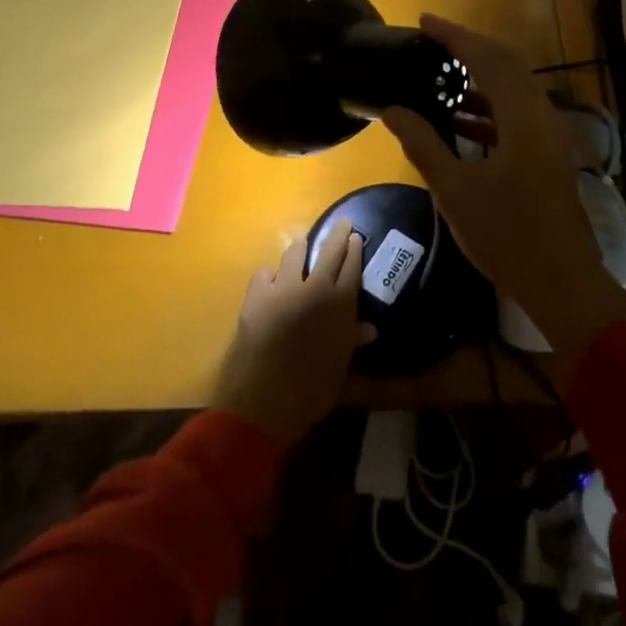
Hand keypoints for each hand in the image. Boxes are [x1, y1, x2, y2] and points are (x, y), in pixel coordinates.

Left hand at [215, 221, 376, 448]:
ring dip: (300, 249)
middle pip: (329, 250)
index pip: (352, 265)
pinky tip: (271, 283)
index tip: (356, 236)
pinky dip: (270, 276)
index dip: (355, 248)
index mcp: (341, 303)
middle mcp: (315, 288)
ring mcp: (283, 289)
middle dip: (337, 233)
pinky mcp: (256, 296)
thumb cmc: (312, 390)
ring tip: (302, 247)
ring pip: (294, 254)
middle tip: (342, 222)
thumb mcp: (340, 368)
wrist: (265, 402)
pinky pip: (265, 274)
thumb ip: (351, 341)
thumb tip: (369, 329)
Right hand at [383, 15, 625, 367]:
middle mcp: (542, 116)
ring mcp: (549, 136)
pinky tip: (460, 118)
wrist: (561, 280)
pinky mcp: (548, 154)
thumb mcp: (455, 190)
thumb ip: (423, 144)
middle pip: (506, 66)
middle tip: (432, 42)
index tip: (425, 21)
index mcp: (524, 117)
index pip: (488, 59)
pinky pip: (517, 115)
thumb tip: (393, 110)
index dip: (456, 36)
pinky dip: (489, 109)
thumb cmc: (506, 235)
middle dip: (469, 49)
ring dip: (480, 79)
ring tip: (439, 76)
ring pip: (514, 90)